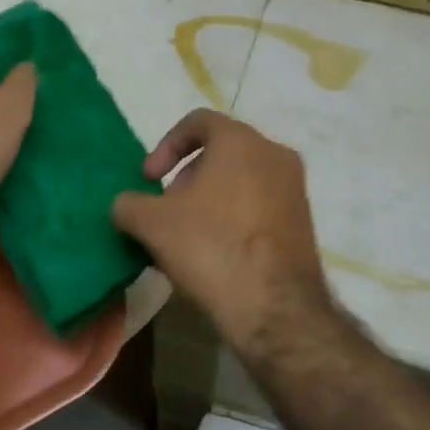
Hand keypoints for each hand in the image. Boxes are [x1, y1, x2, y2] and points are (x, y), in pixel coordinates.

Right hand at [112, 110, 330, 351]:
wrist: (274, 307)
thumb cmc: (210, 247)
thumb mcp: (152, 224)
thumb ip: (129, 204)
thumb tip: (126, 205)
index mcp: (241, 141)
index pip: (198, 122)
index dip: (165, 146)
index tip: (149, 179)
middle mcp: (275, 155)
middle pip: (222, 152)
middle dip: (187, 177)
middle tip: (167, 210)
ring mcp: (294, 189)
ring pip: (242, 181)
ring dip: (209, 200)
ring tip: (187, 236)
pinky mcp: (303, 223)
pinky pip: (260, 206)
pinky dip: (234, 218)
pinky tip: (215, 253)